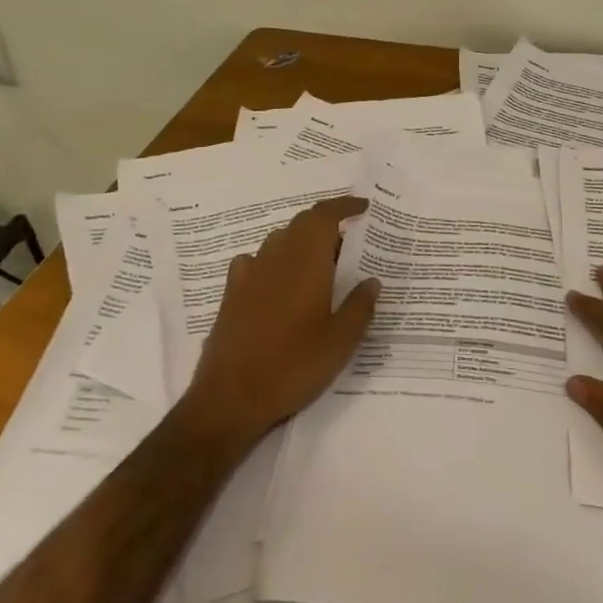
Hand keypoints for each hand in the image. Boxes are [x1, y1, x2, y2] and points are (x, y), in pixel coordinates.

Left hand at [183, 196, 379, 441]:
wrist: (231, 396)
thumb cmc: (293, 365)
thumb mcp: (340, 342)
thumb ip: (359, 307)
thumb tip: (372, 280)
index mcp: (306, 262)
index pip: (324, 215)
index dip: (344, 206)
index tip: (363, 207)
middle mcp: (276, 257)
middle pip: (301, 224)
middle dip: (325, 223)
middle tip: (349, 239)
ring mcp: (250, 273)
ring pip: (279, 240)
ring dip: (301, 241)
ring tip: (320, 263)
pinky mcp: (231, 292)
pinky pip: (256, 261)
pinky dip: (274, 260)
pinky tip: (278, 280)